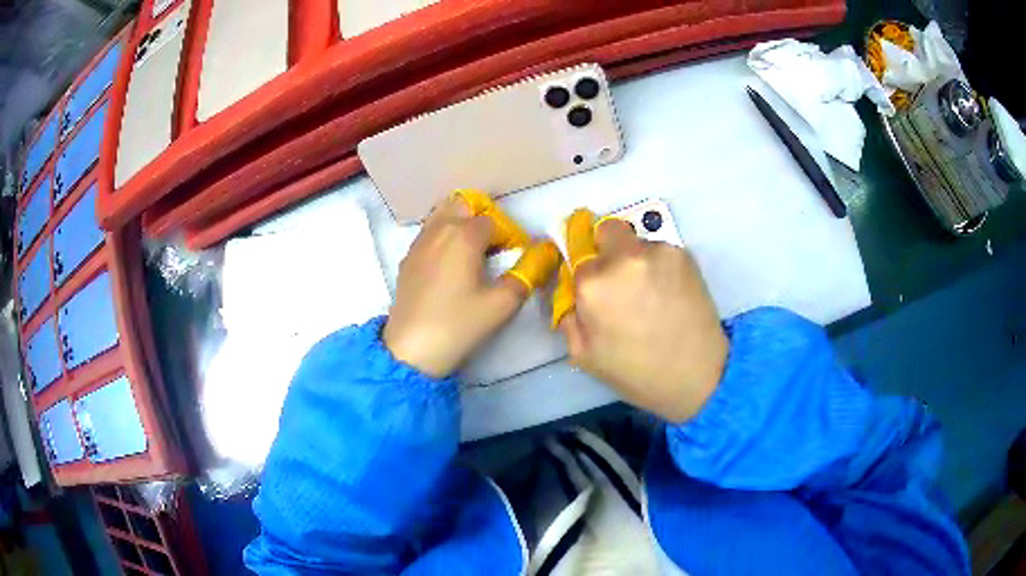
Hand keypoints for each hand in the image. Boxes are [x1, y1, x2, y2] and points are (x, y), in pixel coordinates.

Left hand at [384, 196, 558, 376]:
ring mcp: (419, 243)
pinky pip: (428, 233)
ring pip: (441, 215)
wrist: (412, 348)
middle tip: (491, 245)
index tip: (513, 257)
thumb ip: (526, 275)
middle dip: (480, 217)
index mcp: (463, 235)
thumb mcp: (502, 304)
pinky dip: (442, 236)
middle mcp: (439, 230)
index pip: (493, 221)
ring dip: (459, 223)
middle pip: (462, 204)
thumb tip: (542, 255)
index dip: (508, 236)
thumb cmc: (459, 324)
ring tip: (470, 252)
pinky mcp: (406, 259)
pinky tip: (447, 265)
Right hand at [559, 216, 727, 422]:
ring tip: (651, 294)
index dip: (585, 275)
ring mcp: (657, 252)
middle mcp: (623, 257)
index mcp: (593, 283)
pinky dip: (661, 266)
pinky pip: (662, 251)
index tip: (596, 290)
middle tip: (620, 281)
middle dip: (608, 250)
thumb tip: (571, 291)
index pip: (577, 259)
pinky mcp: (684, 254)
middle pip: (606, 231)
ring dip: (637, 260)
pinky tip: (669, 294)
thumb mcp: (583, 355)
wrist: (697, 375)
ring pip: (637, 242)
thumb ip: (568, 316)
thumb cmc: (636, 372)